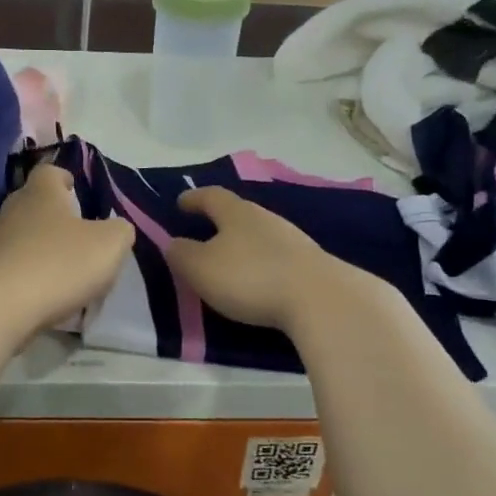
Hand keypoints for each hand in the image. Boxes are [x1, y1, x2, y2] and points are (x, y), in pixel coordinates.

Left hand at [0, 164, 132, 334]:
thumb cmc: (59, 264)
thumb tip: (116, 228)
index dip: (65, 179)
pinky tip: (42, 298)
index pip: (50, 172)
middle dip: (54, 218)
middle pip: (34, 204)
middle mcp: (11, 209)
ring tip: (63, 275)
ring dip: (40, 251)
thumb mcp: (109, 245)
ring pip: (21, 238)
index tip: (78, 193)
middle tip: (78, 239)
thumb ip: (119, 231)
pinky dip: (26, 278)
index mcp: (41, 193)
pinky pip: (10, 268)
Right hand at [165, 188, 367, 332]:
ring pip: (260, 234)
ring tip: (231, 260)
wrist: (320, 299)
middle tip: (204, 232)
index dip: (194, 198)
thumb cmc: (250, 277)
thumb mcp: (201, 268)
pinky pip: (277, 256)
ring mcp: (293, 239)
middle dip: (220, 221)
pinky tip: (260, 279)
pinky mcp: (311, 264)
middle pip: (239, 213)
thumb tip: (175, 244)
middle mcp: (266, 218)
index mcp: (236, 213)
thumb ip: (182, 254)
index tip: (180, 202)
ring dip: (244, 244)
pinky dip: (263, 263)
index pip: (211, 196)